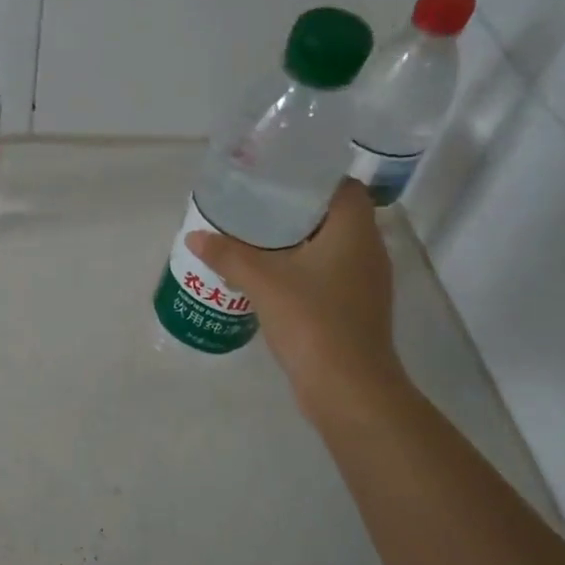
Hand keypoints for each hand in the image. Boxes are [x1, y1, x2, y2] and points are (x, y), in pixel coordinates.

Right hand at [186, 179, 404, 418]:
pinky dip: (303, 269)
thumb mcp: (263, 282)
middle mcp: (368, 251)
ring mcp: (365, 283)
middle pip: (335, 216)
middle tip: (256, 205)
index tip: (277, 177)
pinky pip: (329, 274)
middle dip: (297, 209)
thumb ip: (228, 254)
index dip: (313, 177)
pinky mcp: (355, 308)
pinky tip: (272, 277)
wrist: (347, 387)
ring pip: (331, 247)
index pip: (343, 187)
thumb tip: (195, 235)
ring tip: (257, 238)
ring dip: (299, 241)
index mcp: (355, 232)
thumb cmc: (312, 321)